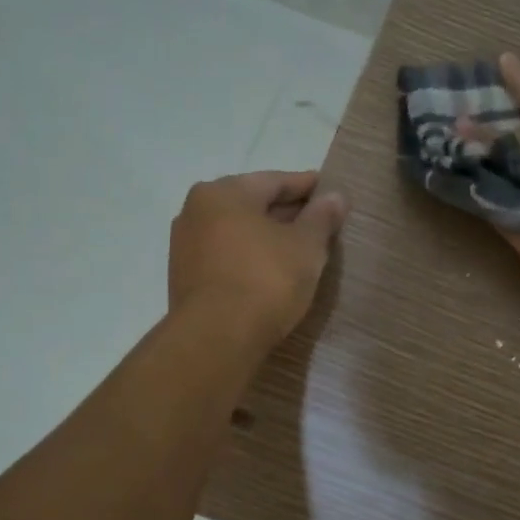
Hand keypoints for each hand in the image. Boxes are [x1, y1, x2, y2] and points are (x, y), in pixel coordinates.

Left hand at [169, 171, 347, 345]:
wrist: (216, 339)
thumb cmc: (265, 280)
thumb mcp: (306, 246)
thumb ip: (321, 217)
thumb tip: (335, 197)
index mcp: (224, 192)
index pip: (275, 181)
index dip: (307, 187)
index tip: (331, 192)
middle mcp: (196, 210)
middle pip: (252, 204)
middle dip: (287, 213)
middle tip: (320, 223)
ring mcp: (186, 245)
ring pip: (238, 231)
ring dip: (267, 237)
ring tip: (299, 250)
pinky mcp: (185, 277)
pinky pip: (226, 255)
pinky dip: (250, 257)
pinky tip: (271, 271)